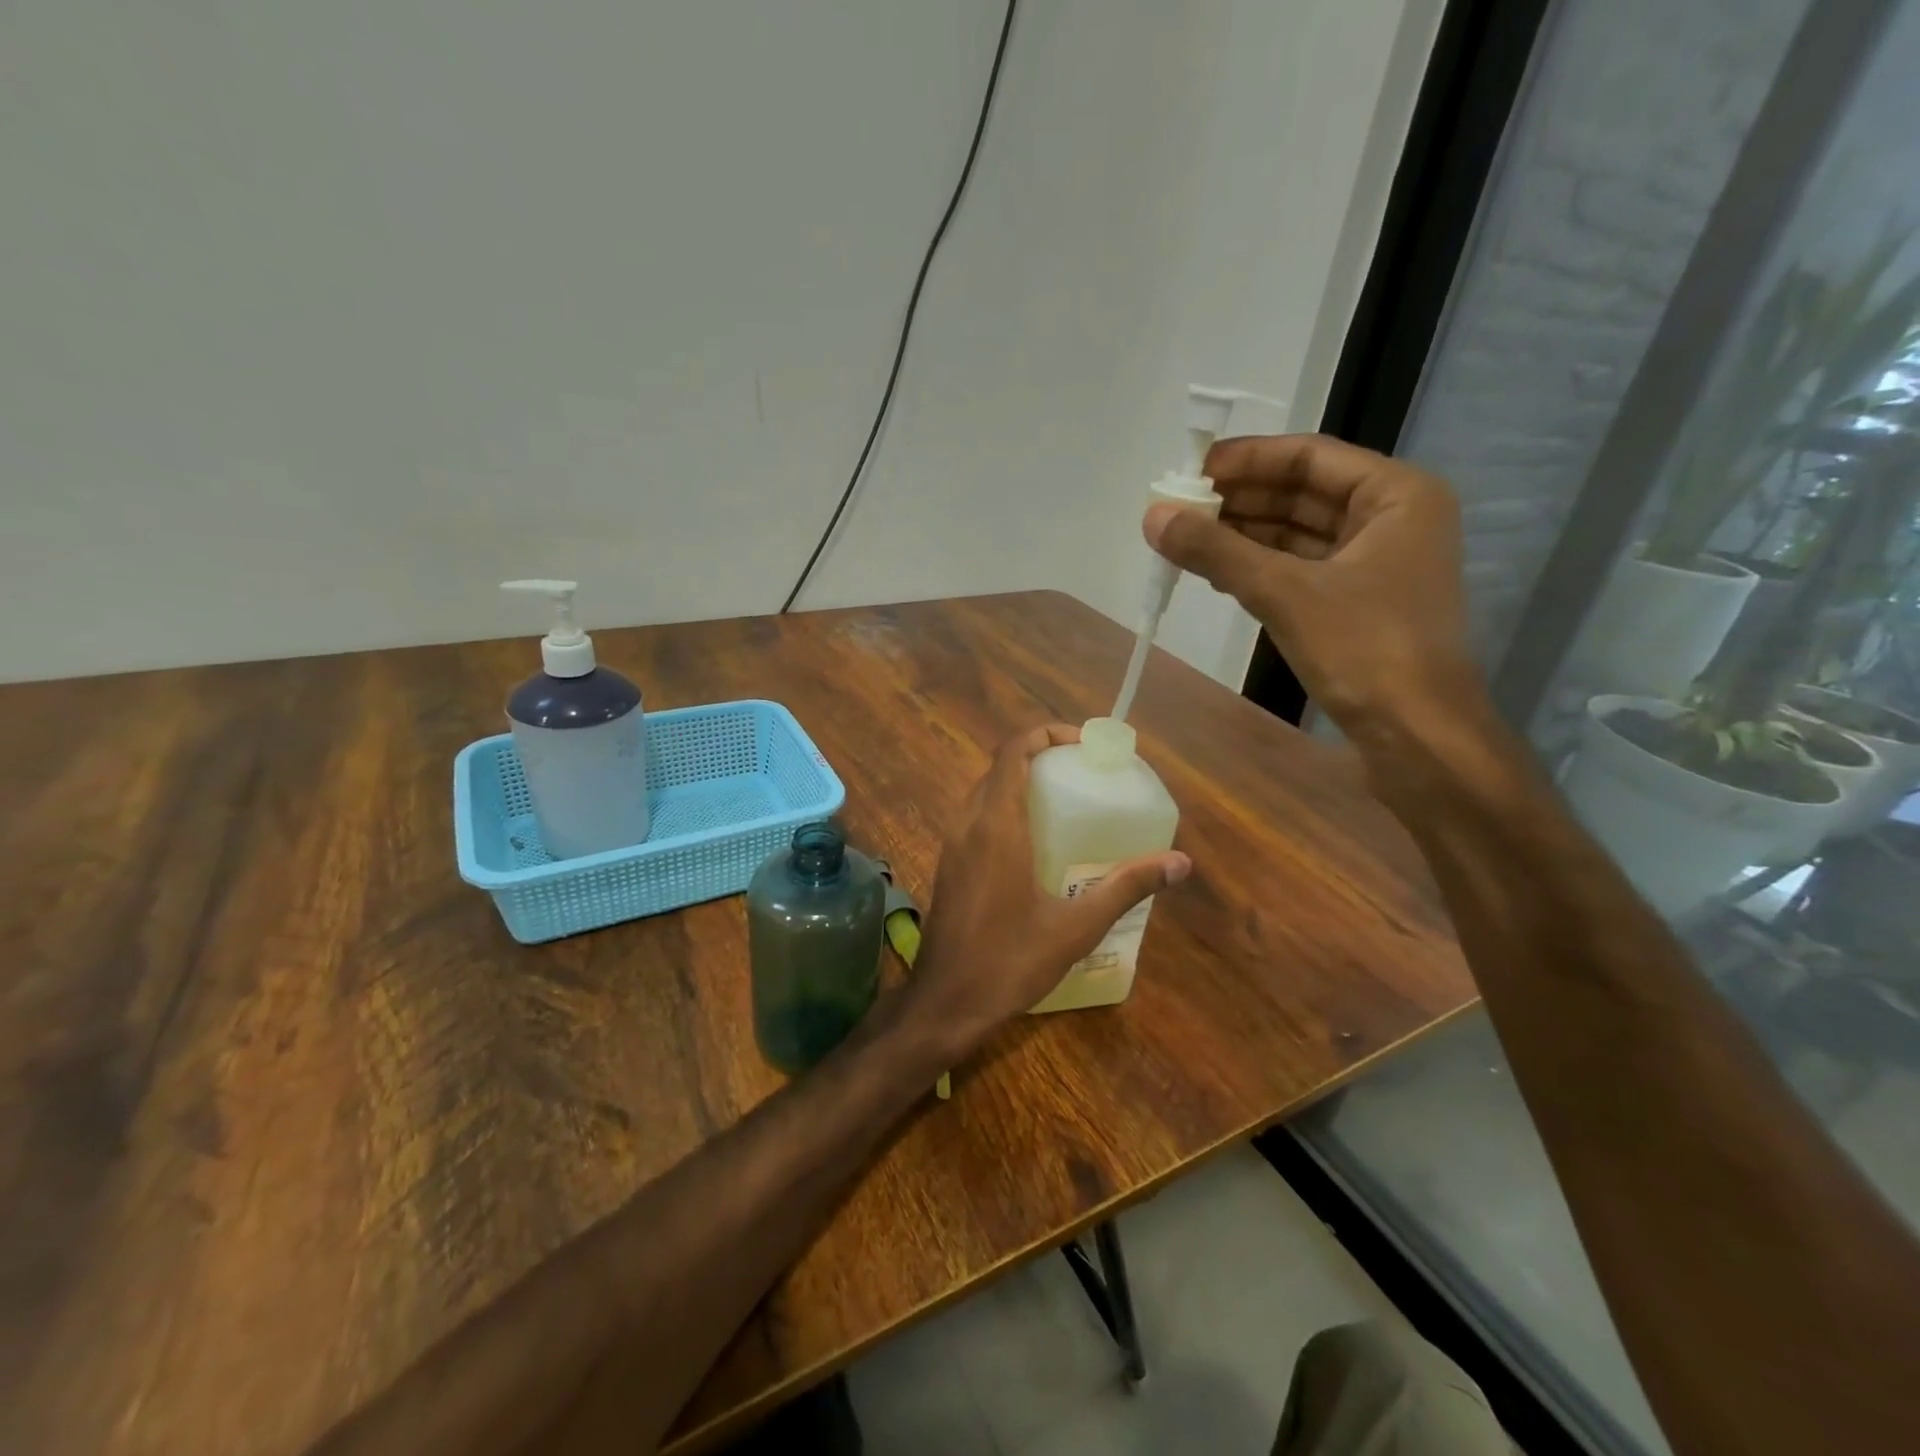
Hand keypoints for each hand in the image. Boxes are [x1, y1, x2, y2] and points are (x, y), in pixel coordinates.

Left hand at [902, 724, 1190, 1054]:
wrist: (945, 1002)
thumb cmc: (1009, 961)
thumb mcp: (1076, 926)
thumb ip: (1126, 887)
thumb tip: (1180, 863)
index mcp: (997, 825)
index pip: (1012, 751)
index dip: (1045, 733)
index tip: (1082, 744)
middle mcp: (968, 823)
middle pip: (1000, 767)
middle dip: (1040, 757)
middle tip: (1082, 773)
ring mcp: (953, 844)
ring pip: (986, 791)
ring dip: (1021, 783)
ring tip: (1065, 802)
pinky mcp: (950, 864)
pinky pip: (977, 817)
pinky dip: (1005, 809)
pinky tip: (1037, 843)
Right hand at [1144, 434, 1478, 737]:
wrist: (1417, 736)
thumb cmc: (1364, 649)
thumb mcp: (1284, 593)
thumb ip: (1217, 550)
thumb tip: (1153, 517)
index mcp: (1396, 495)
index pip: (1309, 457)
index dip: (1246, 459)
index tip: (1190, 472)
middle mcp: (1391, 519)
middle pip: (1302, 494)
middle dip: (1239, 501)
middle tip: (1178, 509)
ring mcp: (1375, 565)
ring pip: (1298, 535)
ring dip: (1243, 536)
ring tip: (1185, 539)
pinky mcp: (1357, 604)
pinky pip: (1299, 570)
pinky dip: (1258, 568)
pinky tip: (1216, 573)